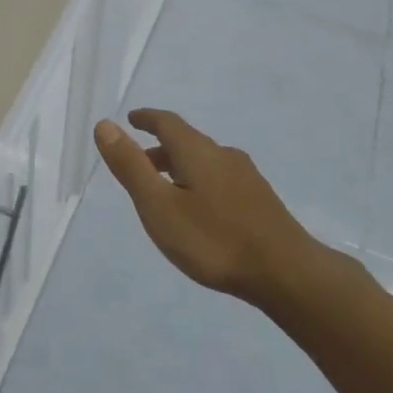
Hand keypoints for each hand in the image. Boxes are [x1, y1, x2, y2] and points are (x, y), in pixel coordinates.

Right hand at [93, 109, 316, 303]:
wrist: (287, 273)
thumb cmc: (214, 239)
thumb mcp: (159, 206)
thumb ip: (131, 166)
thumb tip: (105, 125)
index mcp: (197, 151)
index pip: (167, 123)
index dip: (147, 119)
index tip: (132, 119)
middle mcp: (223, 155)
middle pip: (187, 142)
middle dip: (160, 148)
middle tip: (139, 163)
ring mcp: (247, 178)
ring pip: (205, 162)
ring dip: (180, 167)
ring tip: (165, 190)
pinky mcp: (260, 201)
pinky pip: (220, 179)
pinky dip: (199, 182)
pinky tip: (201, 210)